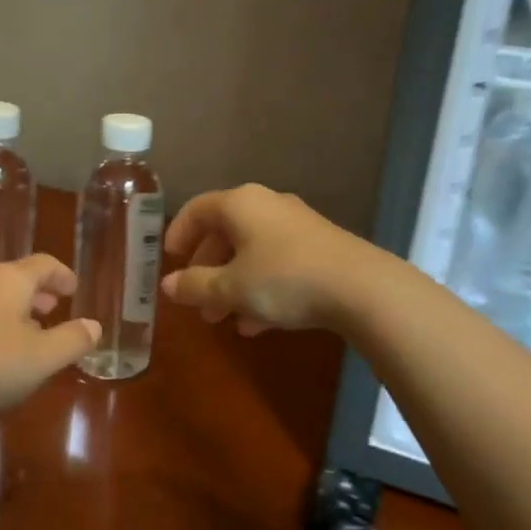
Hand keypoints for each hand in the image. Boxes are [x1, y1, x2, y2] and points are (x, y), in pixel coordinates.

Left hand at [0, 255, 99, 420]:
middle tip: (56, 309)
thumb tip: (94, 325)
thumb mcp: (41, 358)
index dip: (63, 275)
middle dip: (40, 294)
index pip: (45, 264)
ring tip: (33, 336)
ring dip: (19, 313)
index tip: (75, 289)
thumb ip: (72, 340)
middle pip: (19, 280)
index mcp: (12, 280)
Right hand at [160, 184, 378, 335]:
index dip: (178, 233)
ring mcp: (297, 226)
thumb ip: (195, 286)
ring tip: (224, 319)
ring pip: (252, 252)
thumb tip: (168, 285)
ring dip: (233, 284)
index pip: (197, 209)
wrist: (362, 288)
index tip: (169, 260)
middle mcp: (267, 206)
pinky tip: (258, 324)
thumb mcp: (231, 288)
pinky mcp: (320, 248)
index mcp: (240, 204)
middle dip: (207, 270)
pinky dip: (261, 288)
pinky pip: (278, 264)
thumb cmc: (283, 279)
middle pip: (225, 233)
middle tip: (197, 302)